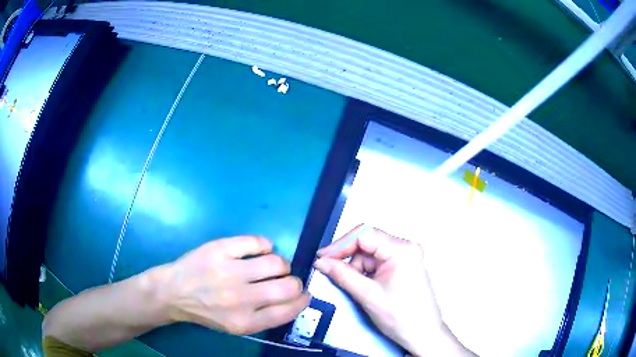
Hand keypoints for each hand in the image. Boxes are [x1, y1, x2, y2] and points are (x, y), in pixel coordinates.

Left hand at [157, 235, 309, 334]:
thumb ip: (265, 318)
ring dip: (281, 264)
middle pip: (288, 286)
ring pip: (276, 262)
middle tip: (287, 280)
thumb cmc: (206, 312)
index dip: (302, 300)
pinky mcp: (220, 249)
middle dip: (295, 283)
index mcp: (245, 322)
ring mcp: (229, 271)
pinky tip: (259, 250)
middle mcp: (240, 299)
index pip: (288, 310)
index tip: (303, 295)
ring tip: (272, 265)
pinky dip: (265, 245)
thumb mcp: (236, 326)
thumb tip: (292, 299)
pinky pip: (257, 242)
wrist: (173, 292)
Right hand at [313, 225, 473, 355]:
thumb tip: (320, 262)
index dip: (340, 245)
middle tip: (335, 275)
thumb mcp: (367, 294)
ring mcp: (406, 256)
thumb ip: (341, 274)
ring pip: (371, 254)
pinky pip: (378, 262)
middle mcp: (405, 247)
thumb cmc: (399, 315)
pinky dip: (367, 273)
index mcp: (401, 249)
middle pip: (367, 244)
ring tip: (358, 289)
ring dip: (358, 269)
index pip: (364, 235)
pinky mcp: (404, 266)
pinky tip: (366, 288)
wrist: (422, 334)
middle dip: (349, 260)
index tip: (321, 258)